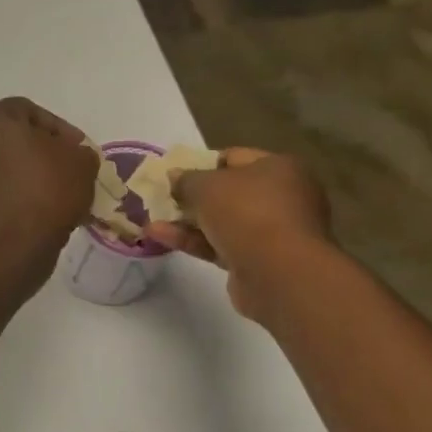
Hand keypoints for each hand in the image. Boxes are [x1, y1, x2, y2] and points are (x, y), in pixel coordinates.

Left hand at [0, 98, 97, 260]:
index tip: (80, 150)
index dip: (60, 129)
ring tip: (62, 198)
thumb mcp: (82, 163)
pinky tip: (44, 216)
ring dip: (33, 180)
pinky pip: (0, 194)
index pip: (30, 111)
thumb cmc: (45, 190)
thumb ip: (81, 153)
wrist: (9, 244)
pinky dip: (20, 200)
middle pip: (16, 142)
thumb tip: (75, 159)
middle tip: (71, 172)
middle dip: (46, 155)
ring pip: (8, 170)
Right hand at [143, 148, 333, 319]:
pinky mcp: (258, 261)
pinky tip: (159, 237)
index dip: (201, 163)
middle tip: (162, 198)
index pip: (234, 157)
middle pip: (228, 192)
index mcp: (278, 168)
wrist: (278, 273)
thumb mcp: (207, 186)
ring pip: (222, 221)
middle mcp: (281, 196)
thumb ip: (186, 179)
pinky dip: (193, 240)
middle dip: (192, 196)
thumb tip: (174, 176)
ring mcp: (271, 231)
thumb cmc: (247, 213)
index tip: (174, 174)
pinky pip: (220, 245)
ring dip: (187, 221)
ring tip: (151, 219)